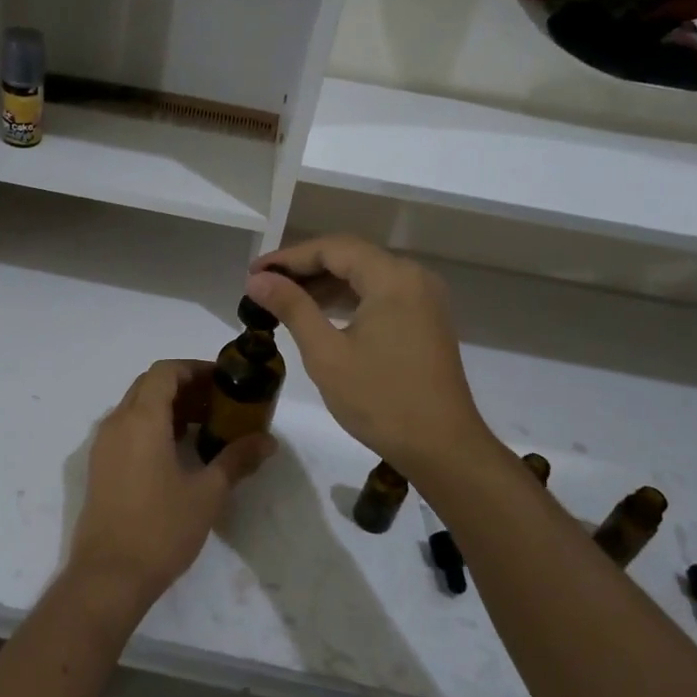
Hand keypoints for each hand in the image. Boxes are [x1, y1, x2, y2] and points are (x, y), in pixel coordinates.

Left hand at [69, 360, 275, 614]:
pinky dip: (152, 426)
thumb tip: (268, 441)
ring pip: (136, 407)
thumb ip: (236, 459)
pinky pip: (127, 429)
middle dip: (184, 386)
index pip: (165, 372)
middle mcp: (117, 423)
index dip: (194, 369)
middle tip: (218, 403)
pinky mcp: (100, 467)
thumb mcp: (207, 493)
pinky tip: (177, 452)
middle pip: (150, 385)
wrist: (108, 576)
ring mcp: (104, 445)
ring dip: (168, 407)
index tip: (223, 381)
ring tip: (203, 426)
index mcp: (141, 420)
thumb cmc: (161, 529)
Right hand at [247, 236, 494, 479]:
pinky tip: (321, 314)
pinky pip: (381, 293)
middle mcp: (413, 276)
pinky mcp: (426, 318)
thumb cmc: (381, 400)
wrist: (443, 448)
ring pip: (365, 274)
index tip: (253, 272)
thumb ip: (292, 307)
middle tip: (264, 285)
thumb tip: (258, 279)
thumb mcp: (327, 353)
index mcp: (392, 277)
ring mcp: (424, 297)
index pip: (332, 248)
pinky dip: (349, 298)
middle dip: (305, 268)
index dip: (288, 257)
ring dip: (325, 283)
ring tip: (284, 299)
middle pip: (350, 256)